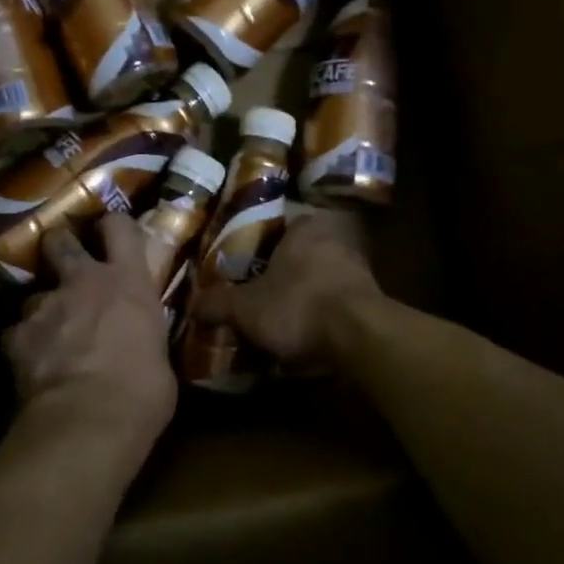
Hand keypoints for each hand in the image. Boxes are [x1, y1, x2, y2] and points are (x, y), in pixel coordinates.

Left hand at [2, 214, 175, 448]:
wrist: (90, 421)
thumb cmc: (143, 392)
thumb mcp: (160, 358)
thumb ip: (145, 338)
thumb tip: (143, 348)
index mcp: (128, 283)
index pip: (119, 227)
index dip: (112, 225)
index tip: (109, 231)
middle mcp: (83, 282)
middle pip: (60, 241)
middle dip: (59, 248)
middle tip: (65, 266)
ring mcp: (44, 306)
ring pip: (33, 294)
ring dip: (41, 310)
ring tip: (48, 336)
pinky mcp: (15, 336)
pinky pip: (15, 333)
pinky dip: (22, 345)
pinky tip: (31, 365)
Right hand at [191, 208, 382, 366]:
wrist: (360, 336)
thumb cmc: (298, 306)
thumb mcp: (245, 308)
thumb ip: (217, 303)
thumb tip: (192, 305)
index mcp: (303, 227)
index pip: (274, 227)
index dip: (254, 247)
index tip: (240, 269)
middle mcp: (333, 238)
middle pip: (296, 255)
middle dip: (278, 276)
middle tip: (254, 297)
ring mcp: (356, 268)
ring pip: (317, 279)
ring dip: (300, 298)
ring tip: (277, 321)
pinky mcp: (370, 298)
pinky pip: (334, 302)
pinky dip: (320, 316)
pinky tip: (305, 336)